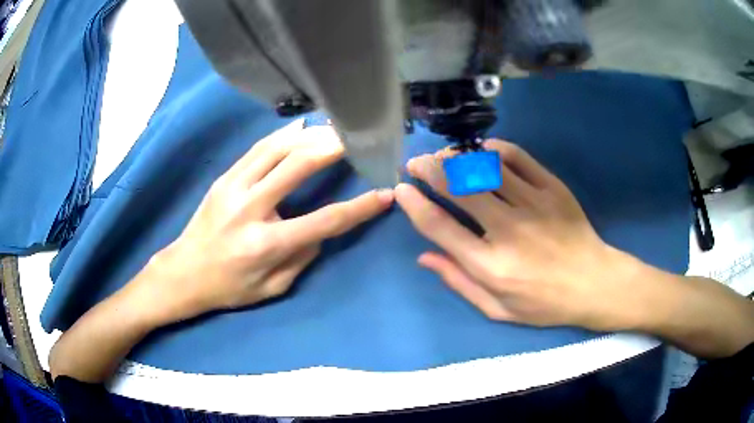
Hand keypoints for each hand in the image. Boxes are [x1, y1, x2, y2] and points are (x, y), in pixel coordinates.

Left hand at [141, 120, 393, 323]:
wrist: (183, 273)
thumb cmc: (229, 287)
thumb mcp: (272, 288)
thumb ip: (302, 258)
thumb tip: (321, 230)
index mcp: (266, 244)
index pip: (324, 221)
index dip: (359, 208)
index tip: (385, 194)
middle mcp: (250, 208)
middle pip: (299, 166)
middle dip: (333, 148)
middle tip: (357, 138)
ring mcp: (233, 187)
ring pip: (278, 148)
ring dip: (311, 136)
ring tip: (334, 130)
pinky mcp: (224, 178)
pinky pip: (258, 148)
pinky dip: (283, 135)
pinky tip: (302, 127)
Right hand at [396, 139, 652, 331]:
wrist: (593, 283)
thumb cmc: (543, 303)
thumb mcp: (497, 308)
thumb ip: (459, 282)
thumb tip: (424, 257)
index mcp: (491, 266)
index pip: (440, 228)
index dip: (415, 205)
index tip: (402, 190)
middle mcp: (508, 231)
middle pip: (459, 189)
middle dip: (430, 170)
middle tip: (416, 162)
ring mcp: (534, 205)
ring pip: (486, 167)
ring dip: (458, 157)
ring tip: (445, 156)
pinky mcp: (553, 188)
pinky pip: (519, 158)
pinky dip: (496, 149)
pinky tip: (484, 150)